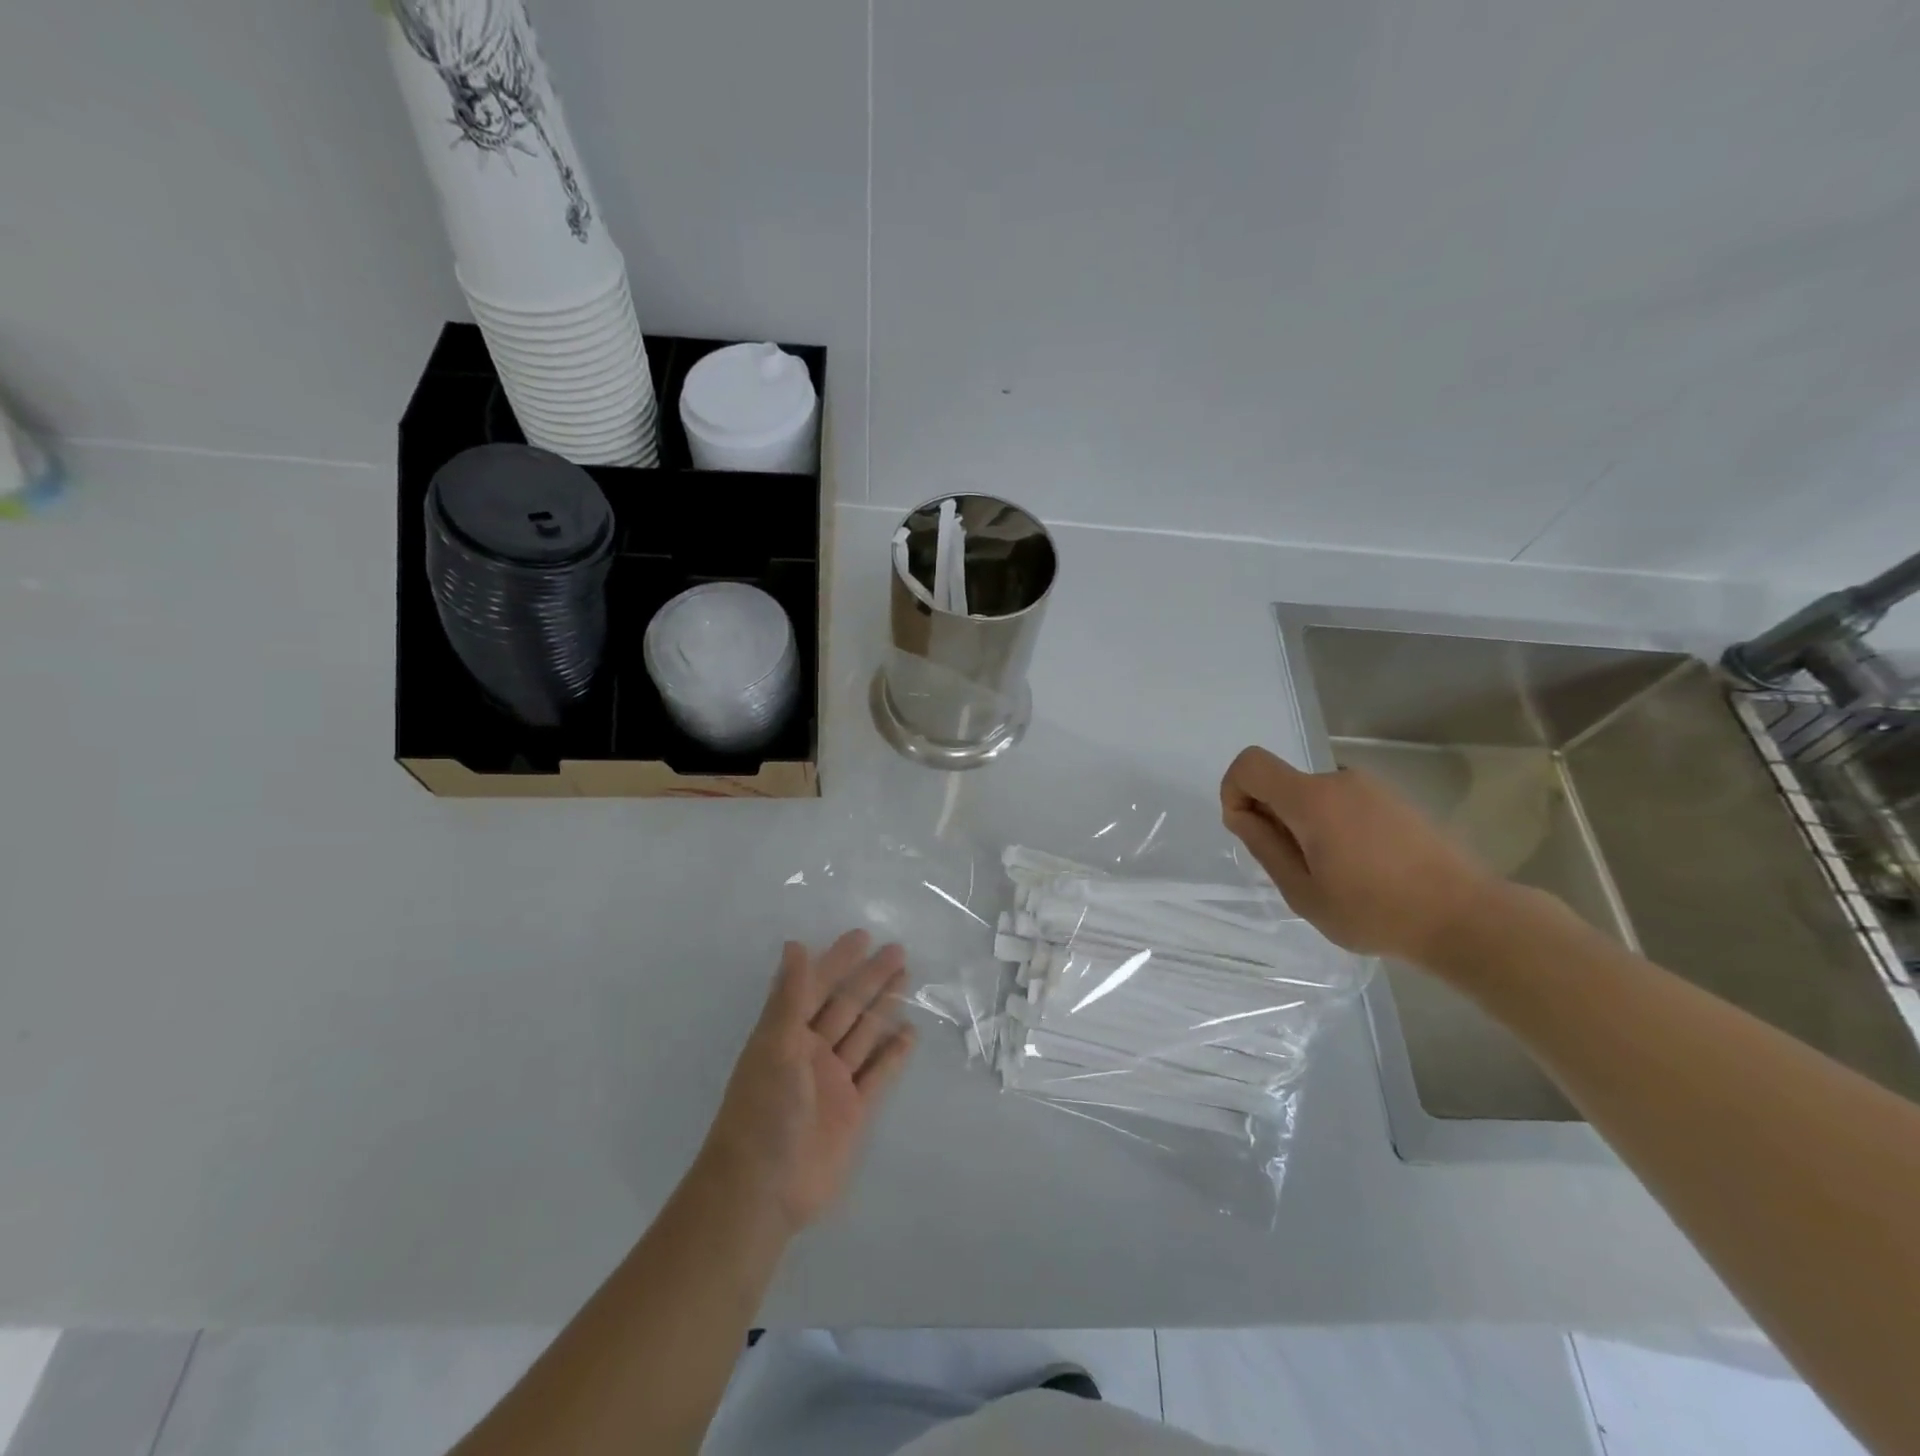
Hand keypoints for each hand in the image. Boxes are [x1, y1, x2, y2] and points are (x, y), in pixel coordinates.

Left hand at [699, 931, 917, 1233]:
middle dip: (870, 978)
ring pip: (865, 1034)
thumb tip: (794, 945)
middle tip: (899, 950)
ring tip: (908, 979)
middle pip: (846, 1005)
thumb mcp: (775, 1046)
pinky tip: (910, 1033)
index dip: (838, 961)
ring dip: (884, 1006)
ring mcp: (834, 1082)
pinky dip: (894, 1053)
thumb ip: (790, 997)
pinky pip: (879, 1073)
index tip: (862, 936)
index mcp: (787, 1035)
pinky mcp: (854, 1111)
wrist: (763, 1191)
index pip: (817, 987)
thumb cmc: (764, 1111)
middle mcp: (811, 1052)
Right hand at [1221, 746, 1504, 963]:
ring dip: (1305, 825)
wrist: (1466, 917)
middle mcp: (1339, 780)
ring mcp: (1371, 787)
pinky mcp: (1394, 800)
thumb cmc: (1375, 911)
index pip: (1250, 765)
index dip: (1234, 792)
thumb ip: (1265, 847)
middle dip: (1273, 818)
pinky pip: (1342, 803)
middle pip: (1282, 783)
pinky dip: (1333, 826)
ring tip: (1333, 874)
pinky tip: (1361, 868)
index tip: (1249, 831)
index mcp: (1312, 799)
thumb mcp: (1303, 892)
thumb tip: (1243, 814)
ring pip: (1312, 796)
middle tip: (1296, 870)